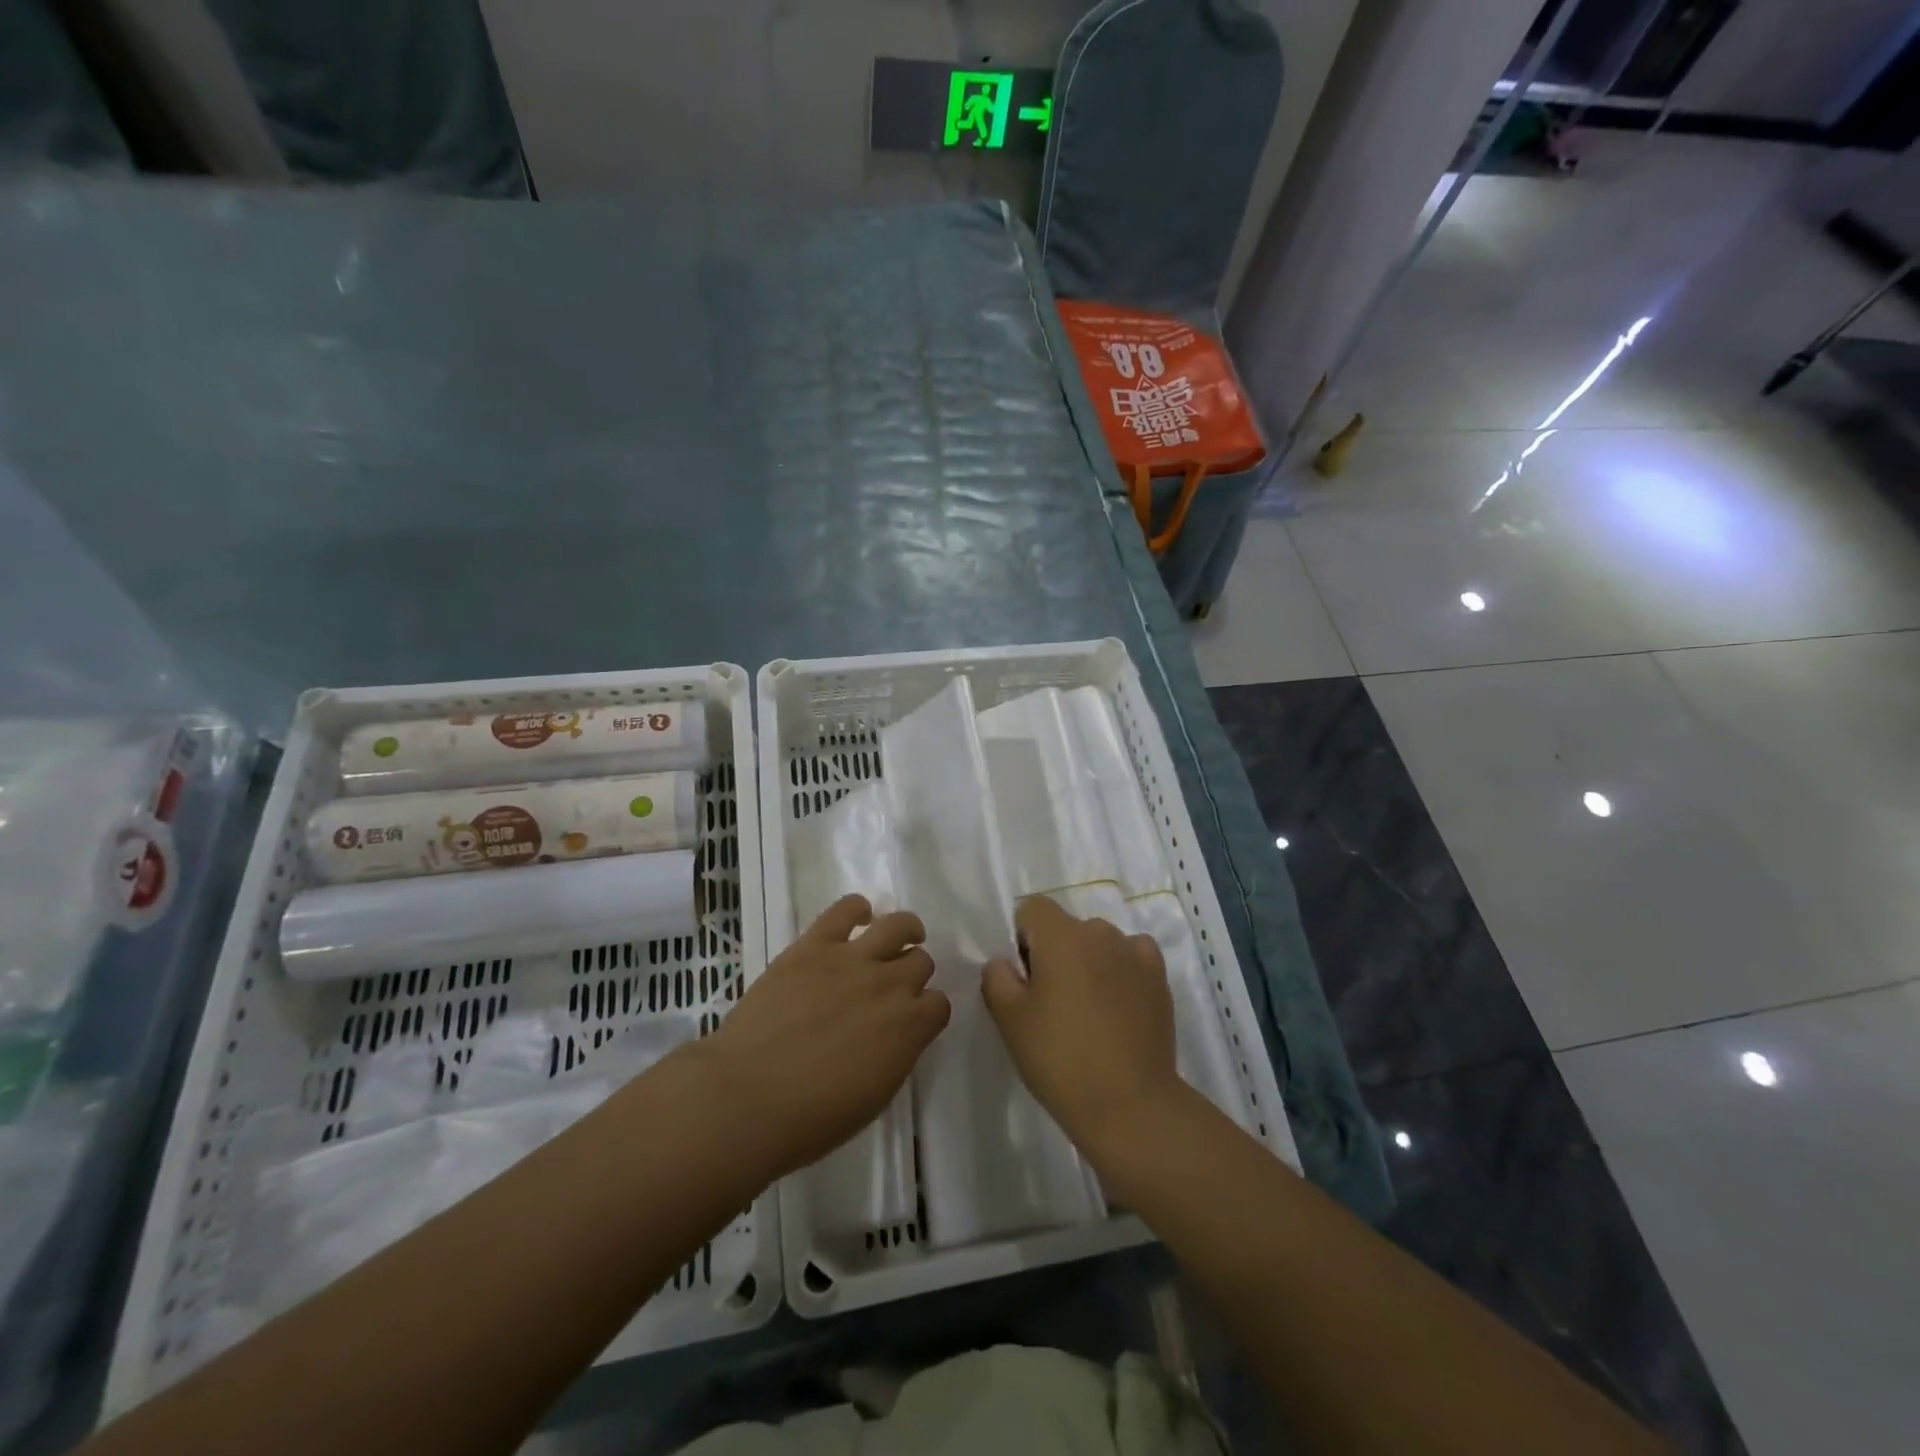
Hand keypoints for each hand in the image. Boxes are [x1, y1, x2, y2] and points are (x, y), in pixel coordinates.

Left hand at [698, 895, 949, 1179]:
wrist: (748, 1097)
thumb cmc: (811, 1118)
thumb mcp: (873, 1096)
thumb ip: (896, 1055)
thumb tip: (897, 1035)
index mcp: (909, 1028)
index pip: (939, 1004)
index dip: (927, 1010)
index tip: (913, 1018)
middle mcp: (889, 985)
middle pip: (921, 961)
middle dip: (913, 973)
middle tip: (894, 985)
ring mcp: (852, 960)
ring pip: (897, 925)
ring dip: (904, 931)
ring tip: (897, 937)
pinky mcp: (814, 945)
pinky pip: (846, 909)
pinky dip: (857, 908)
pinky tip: (857, 917)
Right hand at [982, 897, 1184, 1157]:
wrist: (1130, 1104)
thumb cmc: (1060, 1059)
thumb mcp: (1010, 1021)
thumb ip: (997, 978)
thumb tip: (1005, 962)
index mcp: (1061, 936)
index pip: (1032, 908)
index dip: (1022, 937)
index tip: (1025, 978)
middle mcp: (1100, 932)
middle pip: (1067, 926)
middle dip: (1055, 952)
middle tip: (1052, 1001)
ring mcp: (1134, 952)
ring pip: (1099, 942)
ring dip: (1089, 961)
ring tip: (1089, 1009)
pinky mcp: (1159, 977)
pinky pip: (1132, 956)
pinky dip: (1122, 970)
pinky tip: (1119, 1003)